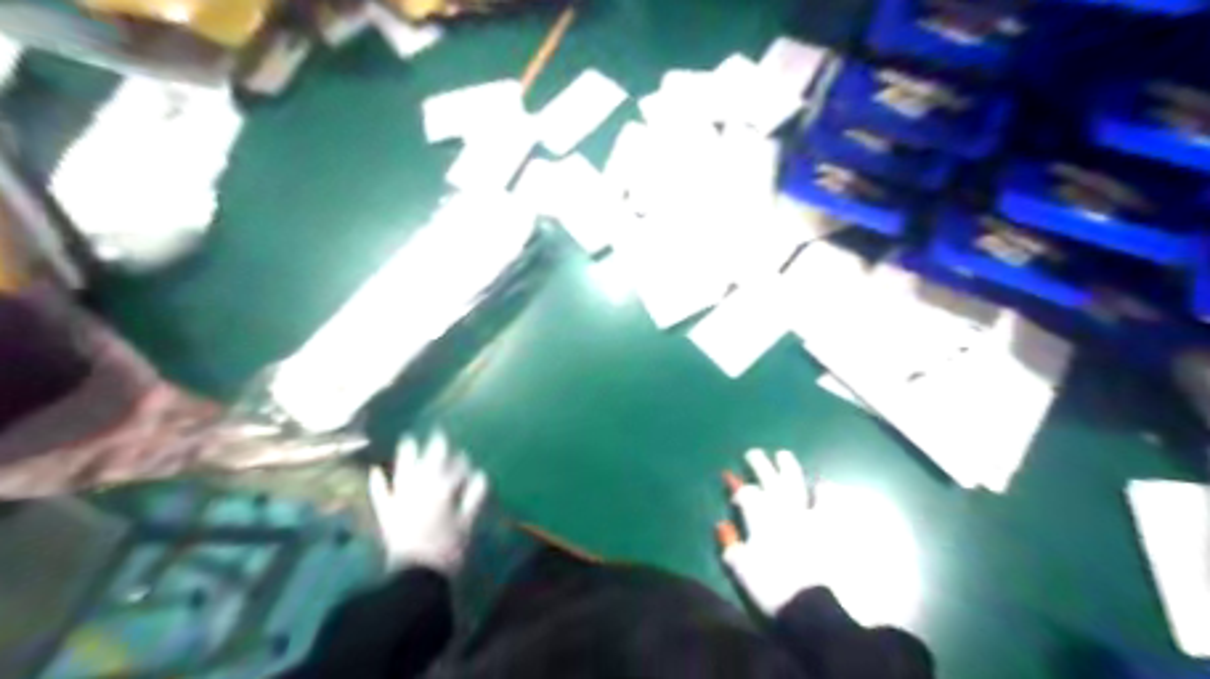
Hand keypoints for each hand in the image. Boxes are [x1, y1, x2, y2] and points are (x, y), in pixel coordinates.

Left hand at [366, 432, 486, 574]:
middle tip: (439, 434)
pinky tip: (376, 471)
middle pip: (429, 463)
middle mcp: (420, 490)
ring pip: (404, 471)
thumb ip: (474, 497)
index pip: (455, 469)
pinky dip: (378, 483)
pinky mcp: (387, 514)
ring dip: (406, 455)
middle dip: (436, 448)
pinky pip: (380, 494)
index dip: (462, 463)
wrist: (415, 577)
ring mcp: (401, 500)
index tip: (466, 458)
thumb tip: (482, 475)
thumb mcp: (467, 523)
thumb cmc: (447, 550)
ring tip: (408, 439)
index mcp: (443, 491)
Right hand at [710, 451, 828, 614]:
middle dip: (759, 466)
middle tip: (753, 452)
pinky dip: (824, 493)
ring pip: (796, 484)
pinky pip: (827, 504)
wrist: (809, 607)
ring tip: (783, 454)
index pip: (745, 495)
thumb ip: (729, 544)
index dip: (736, 486)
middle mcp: (782, 510)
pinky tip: (823, 483)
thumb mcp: (739, 568)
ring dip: (788, 469)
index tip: (729, 477)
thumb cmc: (769, 586)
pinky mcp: (827, 527)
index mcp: (759, 518)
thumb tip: (722, 525)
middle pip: (769, 481)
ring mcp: (807, 516)